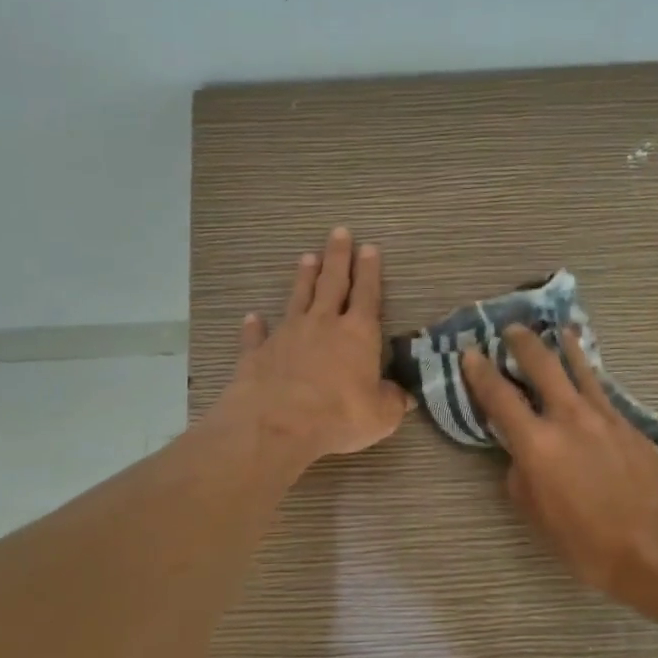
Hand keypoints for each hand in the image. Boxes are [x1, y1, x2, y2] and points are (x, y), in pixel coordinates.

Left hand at [216, 228, 409, 471]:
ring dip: (303, 278)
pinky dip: (255, 326)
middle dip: (337, 258)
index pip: (367, 295)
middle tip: (339, 233)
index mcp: (357, 334)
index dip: (369, 271)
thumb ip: (392, 401)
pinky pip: (257, 335)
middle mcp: (322, 325)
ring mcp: (287, 335)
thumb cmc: (339, 416)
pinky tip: (252, 317)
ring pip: (297, 298)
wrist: (278, 424)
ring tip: (307, 257)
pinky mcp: (257, 352)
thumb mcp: (381, 415)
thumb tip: (404, 396)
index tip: (369, 248)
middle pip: (332, 283)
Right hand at [463, 327, 657, 601]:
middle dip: (523, 343)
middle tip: (512, 329)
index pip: (499, 397)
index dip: (480, 372)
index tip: (470, 352)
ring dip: (564, 347)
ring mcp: (605, 417)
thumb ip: (522, 479)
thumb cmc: (589, 543)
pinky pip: (604, 391)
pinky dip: (591, 376)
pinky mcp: (631, 425)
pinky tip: (590, 376)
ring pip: (581, 369)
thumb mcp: (538, 518)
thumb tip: (522, 457)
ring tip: (558, 331)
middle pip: (542, 365)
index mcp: (537, 444)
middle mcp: (569, 418)